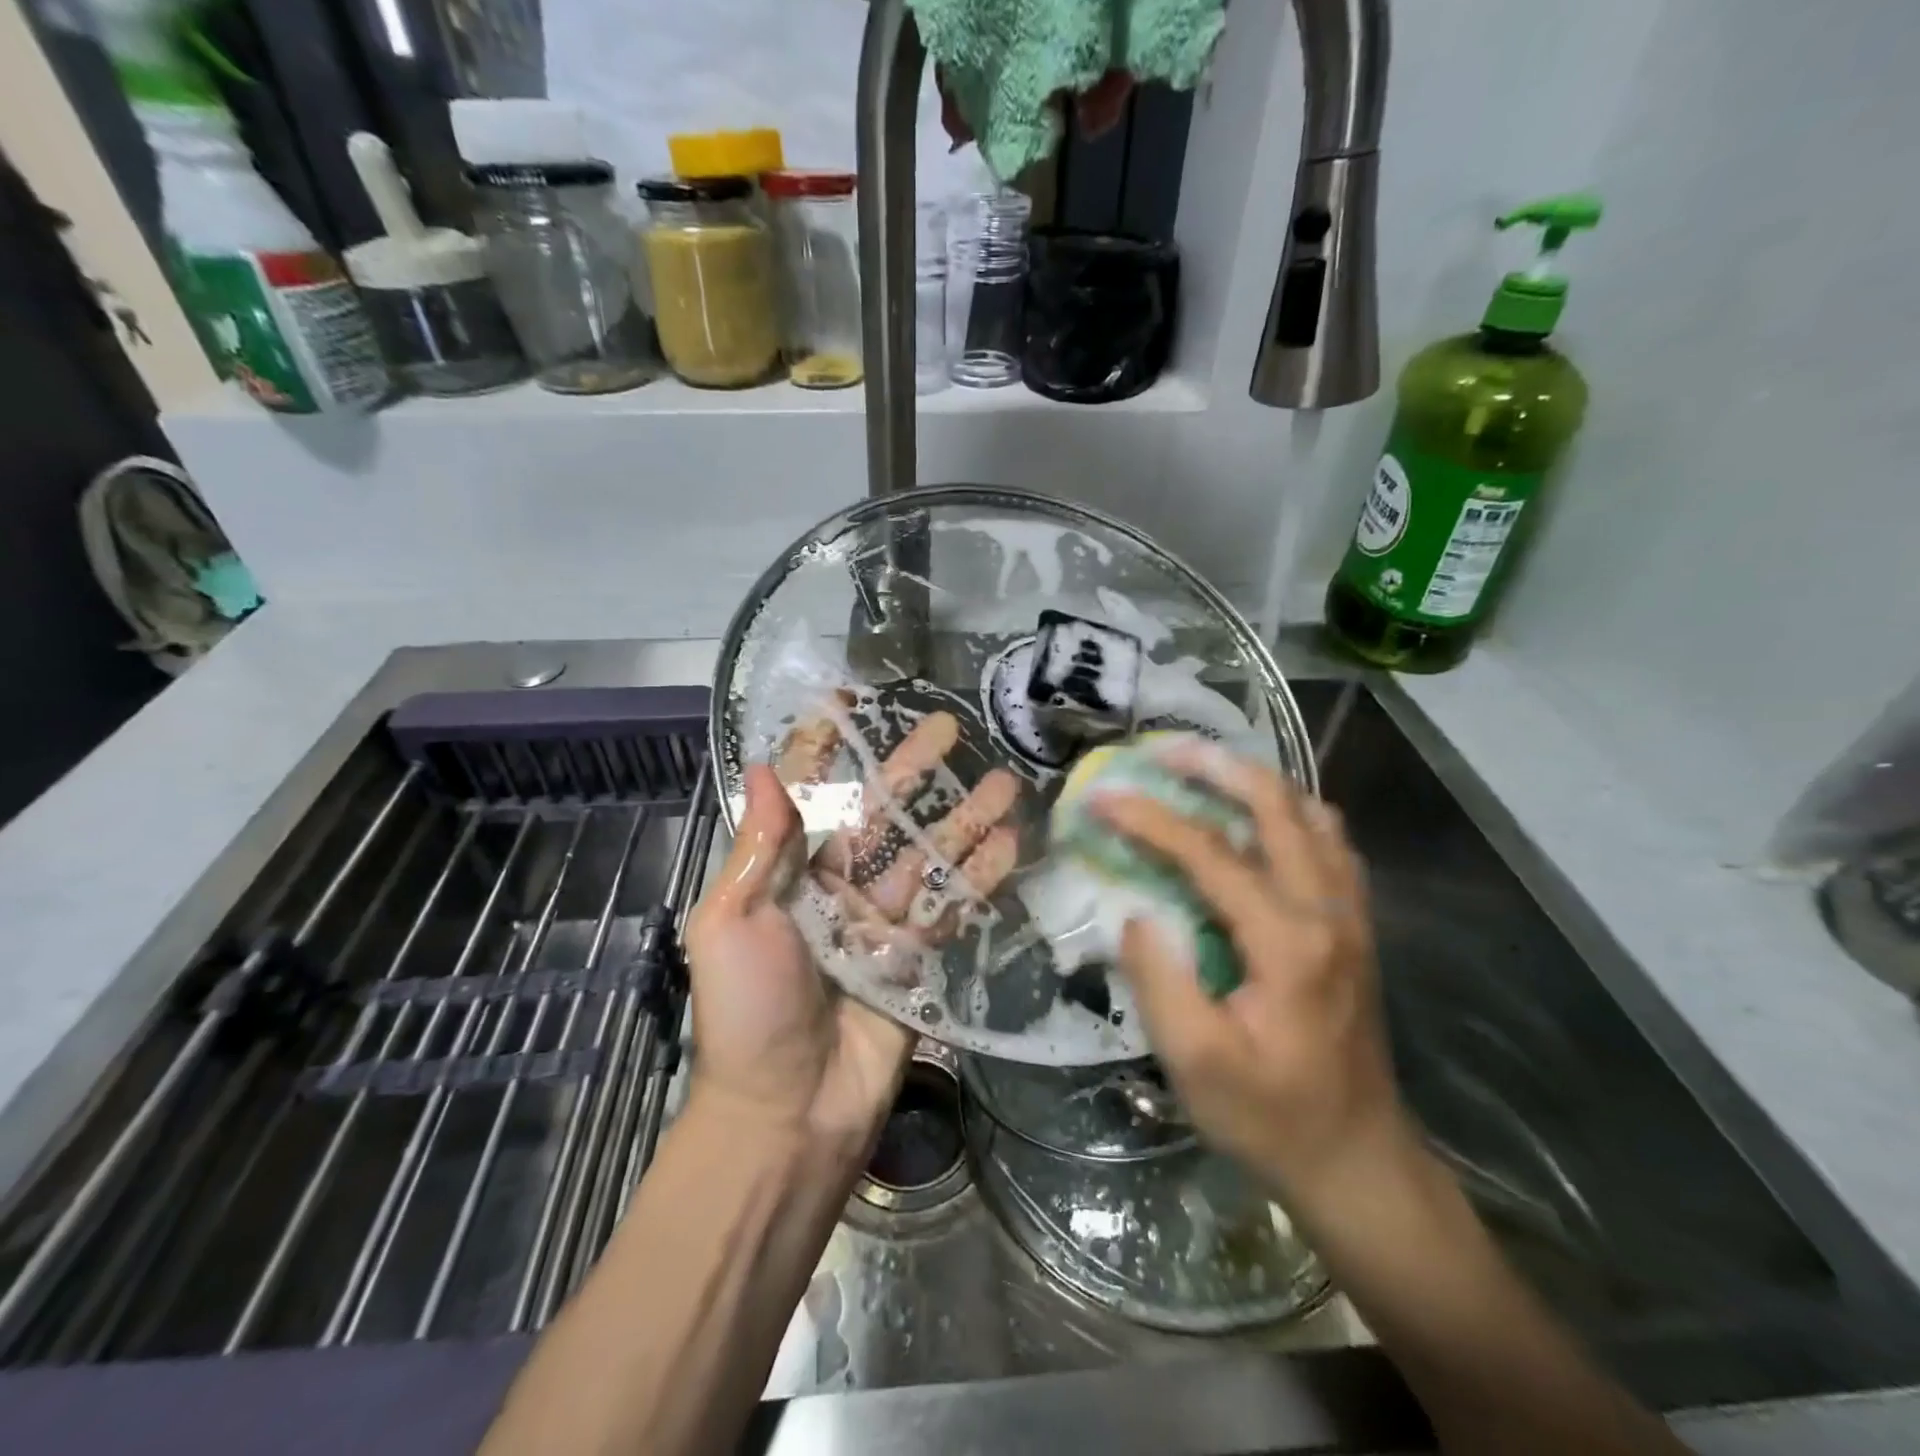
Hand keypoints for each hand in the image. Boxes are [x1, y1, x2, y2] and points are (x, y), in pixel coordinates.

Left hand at [685, 711, 1020, 1155]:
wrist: (788, 1111)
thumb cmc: (748, 1011)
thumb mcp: (732, 922)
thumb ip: (760, 847)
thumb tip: (761, 768)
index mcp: (786, 874)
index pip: (807, 795)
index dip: (825, 749)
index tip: (847, 703)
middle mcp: (834, 888)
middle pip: (880, 815)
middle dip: (912, 771)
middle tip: (949, 728)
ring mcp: (879, 922)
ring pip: (927, 856)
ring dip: (963, 819)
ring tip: (1002, 782)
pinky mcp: (916, 957)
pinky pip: (951, 906)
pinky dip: (980, 876)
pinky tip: (1011, 844)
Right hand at [1092, 739, 1414, 1194]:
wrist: (1357, 1160)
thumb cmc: (1269, 1116)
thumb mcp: (1196, 1063)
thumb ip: (1159, 978)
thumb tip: (1134, 911)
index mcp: (1289, 943)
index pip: (1210, 854)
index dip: (1150, 819)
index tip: (1102, 797)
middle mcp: (1330, 912)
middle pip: (1277, 807)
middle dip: (1216, 767)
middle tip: (1164, 751)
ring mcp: (1352, 915)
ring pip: (1313, 815)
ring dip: (1258, 781)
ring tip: (1206, 771)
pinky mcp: (1356, 926)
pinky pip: (1329, 843)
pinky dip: (1290, 812)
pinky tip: (1257, 819)